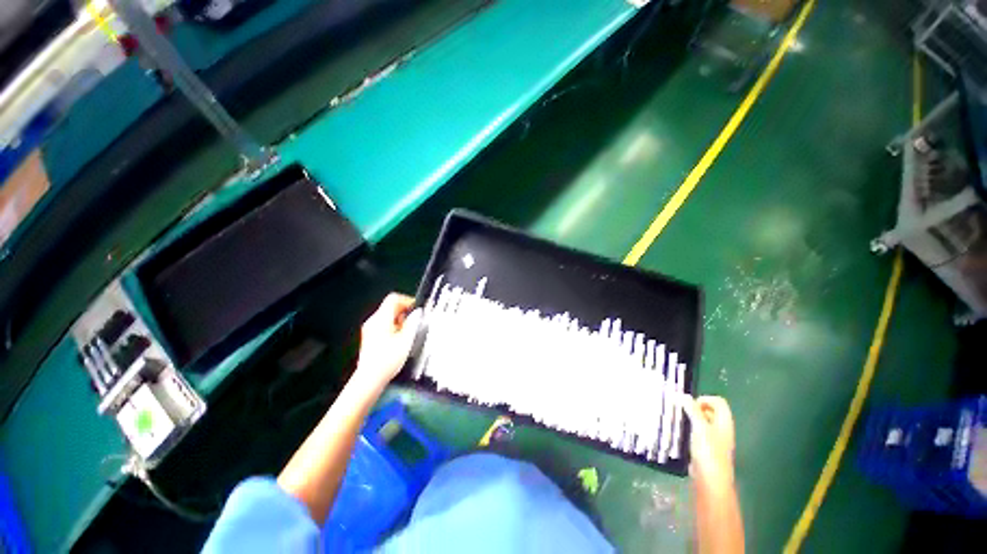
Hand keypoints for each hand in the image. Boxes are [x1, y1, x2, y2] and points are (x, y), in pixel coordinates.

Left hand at [353, 293, 421, 391]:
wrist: (370, 379)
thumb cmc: (388, 360)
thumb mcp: (406, 340)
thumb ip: (413, 323)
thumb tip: (418, 313)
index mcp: (381, 318)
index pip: (394, 298)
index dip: (407, 300)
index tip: (417, 309)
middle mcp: (373, 321)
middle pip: (390, 307)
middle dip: (405, 312)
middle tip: (414, 323)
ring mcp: (370, 329)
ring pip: (387, 316)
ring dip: (400, 321)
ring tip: (408, 334)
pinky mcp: (370, 337)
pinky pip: (383, 325)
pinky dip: (393, 328)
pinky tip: (399, 340)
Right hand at [683, 395, 735, 490]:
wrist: (711, 481)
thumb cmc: (709, 452)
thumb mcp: (699, 427)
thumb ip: (692, 409)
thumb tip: (682, 395)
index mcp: (725, 422)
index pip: (718, 402)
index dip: (704, 399)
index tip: (689, 405)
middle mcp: (722, 429)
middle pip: (710, 411)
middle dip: (694, 408)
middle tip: (681, 412)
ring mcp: (715, 439)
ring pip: (702, 422)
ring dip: (690, 419)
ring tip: (678, 422)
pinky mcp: (706, 448)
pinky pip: (698, 433)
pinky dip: (689, 430)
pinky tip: (680, 435)